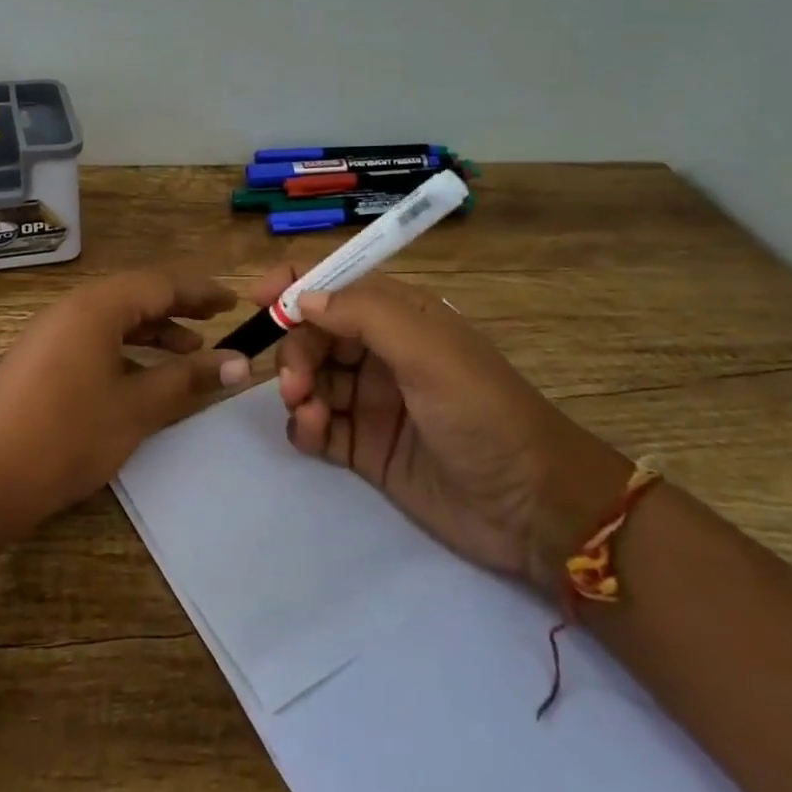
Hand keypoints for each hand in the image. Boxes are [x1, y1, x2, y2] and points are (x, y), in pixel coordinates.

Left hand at [0, 269, 252, 531]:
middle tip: (216, 321)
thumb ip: (188, 378)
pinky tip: (142, 376)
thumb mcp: (137, 407)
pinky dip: (125, 349)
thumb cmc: (67, 435)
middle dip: (178, 307)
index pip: (160, 283)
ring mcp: (51, 333)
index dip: (200, 292)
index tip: (233, 302)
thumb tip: (240, 362)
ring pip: (114, 319)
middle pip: (135, 295)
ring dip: (153, 331)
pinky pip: (94, 339)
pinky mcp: (40, 359)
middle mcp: (72, 308)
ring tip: (188, 352)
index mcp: (97, 306)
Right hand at [249, 267, 631, 587]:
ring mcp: (371, 399)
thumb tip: (303, 298)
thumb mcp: (429, 352)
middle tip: (296, 384)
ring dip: (298, 390)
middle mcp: (380, 352)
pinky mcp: (364, 445)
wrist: (532, 509)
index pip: (337, 283)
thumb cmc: (483, 414)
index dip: (296, 284)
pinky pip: (316, 424)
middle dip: (295, 351)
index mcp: (401, 317)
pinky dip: (305, 426)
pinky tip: (314, 435)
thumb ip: (365, 315)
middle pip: (313, 333)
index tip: (259, 300)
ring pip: (310, 378)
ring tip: (310, 416)